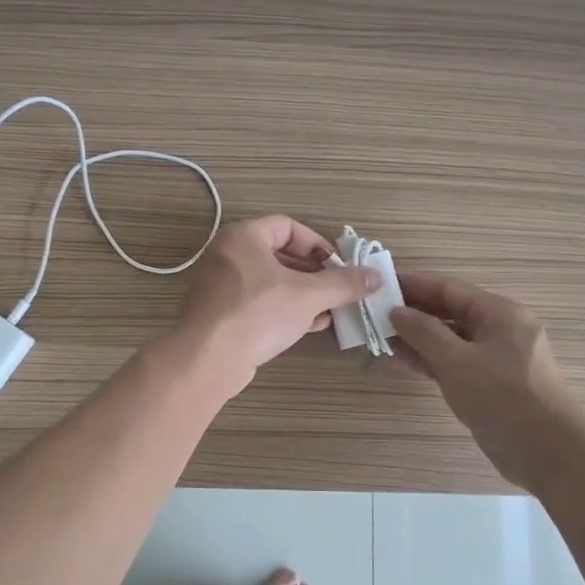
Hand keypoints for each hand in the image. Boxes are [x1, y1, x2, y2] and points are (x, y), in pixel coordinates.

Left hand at [173, 216, 379, 394]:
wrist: (209, 358)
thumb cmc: (259, 313)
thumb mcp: (309, 296)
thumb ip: (343, 284)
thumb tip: (375, 276)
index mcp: (243, 237)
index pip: (287, 226)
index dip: (317, 243)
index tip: (339, 264)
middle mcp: (226, 254)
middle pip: (278, 254)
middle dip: (313, 273)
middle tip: (338, 289)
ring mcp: (219, 285)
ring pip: (269, 282)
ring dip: (301, 294)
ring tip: (329, 310)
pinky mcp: (218, 313)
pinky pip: (256, 303)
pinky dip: (282, 309)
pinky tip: (308, 326)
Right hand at [391, 273, 584, 491]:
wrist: (549, 454)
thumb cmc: (503, 398)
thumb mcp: (457, 361)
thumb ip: (423, 333)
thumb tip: (397, 311)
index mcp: (499, 313)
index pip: (449, 289)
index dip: (414, 285)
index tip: (381, 284)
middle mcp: (500, 330)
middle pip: (450, 312)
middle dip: (414, 313)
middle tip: (374, 313)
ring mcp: (497, 359)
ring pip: (451, 340)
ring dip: (419, 339)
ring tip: (381, 338)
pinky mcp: (492, 385)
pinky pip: (456, 363)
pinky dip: (431, 361)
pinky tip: (402, 362)